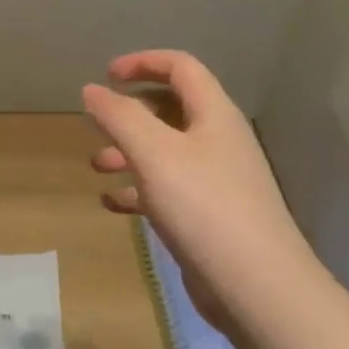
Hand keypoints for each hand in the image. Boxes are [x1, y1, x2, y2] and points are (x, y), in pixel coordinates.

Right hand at [83, 51, 316, 329]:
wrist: (256, 286)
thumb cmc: (203, 206)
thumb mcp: (154, 152)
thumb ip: (119, 116)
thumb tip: (92, 89)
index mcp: (214, 114)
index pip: (181, 67)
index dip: (143, 62)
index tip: (106, 76)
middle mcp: (218, 141)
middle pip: (171, 109)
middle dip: (130, 112)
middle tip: (97, 123)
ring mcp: (216, 181)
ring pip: (165, 152)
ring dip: (129, 152)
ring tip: (96, 166)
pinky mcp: (209, 216)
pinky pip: (167, 190)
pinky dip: (138, 190)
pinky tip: (112, 203)